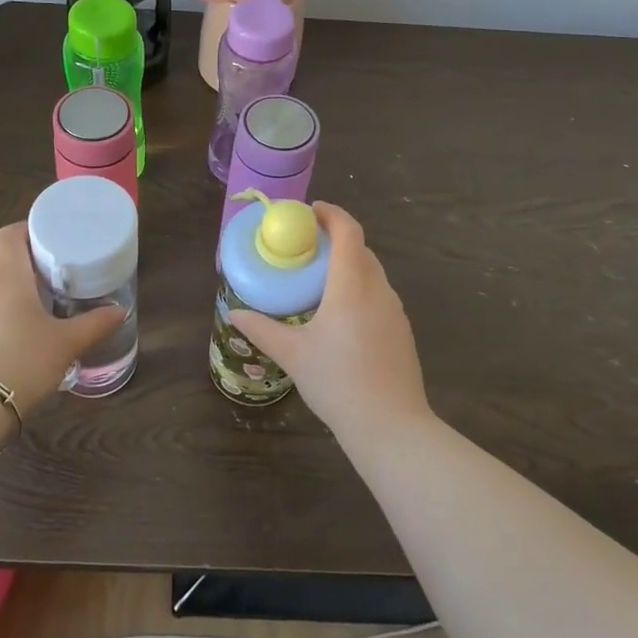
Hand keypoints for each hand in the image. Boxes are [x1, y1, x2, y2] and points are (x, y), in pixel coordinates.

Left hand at [0, 222, 124, 416]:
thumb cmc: (23, 359)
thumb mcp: (67, 343)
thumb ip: (95, 324)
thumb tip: (121, 311)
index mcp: (8, 275)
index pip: (11, 234)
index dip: (29, 228)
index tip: (51, 237)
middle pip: (1, 256)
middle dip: (25, 258)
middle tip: (54, 269)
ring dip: (12, 284)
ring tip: (39, 298)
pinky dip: (0, 307)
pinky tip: (18, 328)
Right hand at [230, 202, 431, 447]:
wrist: (391, 426)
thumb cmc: (338, 382)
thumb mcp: (293, 355)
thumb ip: (263, 329)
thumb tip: (235, 313)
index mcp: (351, 286)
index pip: (349, 232)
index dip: (332, 214)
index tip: (311, 211)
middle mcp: (378, 290)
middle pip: (361, 250)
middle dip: (336, 240)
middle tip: (307, 248)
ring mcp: (395, 311)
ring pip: (372, 274)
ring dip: (349, 266)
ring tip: (320, 281)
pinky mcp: (401, 332)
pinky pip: (379, 296)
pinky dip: (360, 290)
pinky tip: (341, 317)